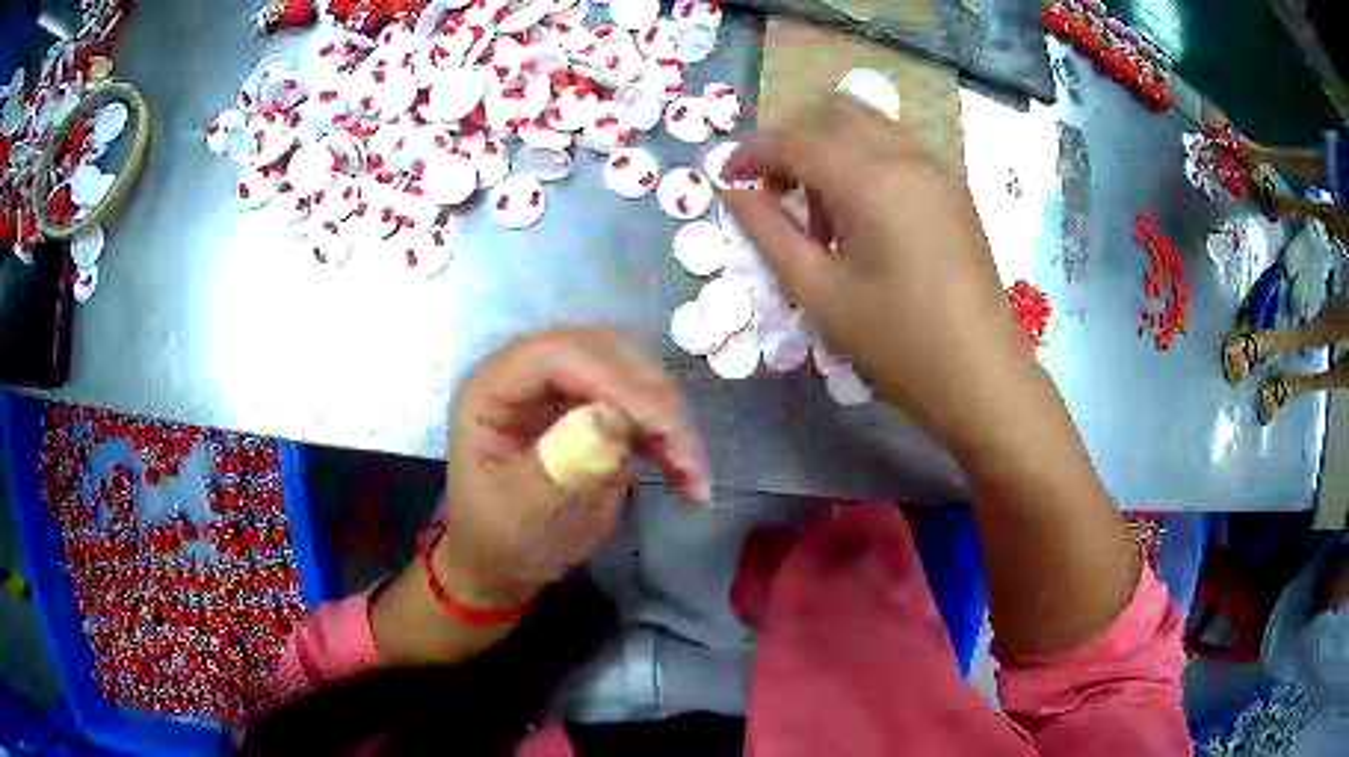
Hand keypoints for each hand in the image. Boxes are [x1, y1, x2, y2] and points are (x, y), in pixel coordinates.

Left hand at [437, 327, 708, 607]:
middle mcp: (525, 371)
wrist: (501, 560)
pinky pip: (639, 398)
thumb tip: (613, 420)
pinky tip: (685, 472)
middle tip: (686, 456)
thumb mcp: (525, 515)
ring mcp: (559, 383)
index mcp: (490, 388)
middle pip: (602, 352)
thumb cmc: (501, 540)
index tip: (660, 427)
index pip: (555, 355)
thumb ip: (563, 468)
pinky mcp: (587, 401)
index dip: (613, 380)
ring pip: (631, 370)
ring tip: (691, 473)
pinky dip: (666, 431)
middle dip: (652, 399)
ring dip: (667, 416)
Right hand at [722, 95, 1031, 452]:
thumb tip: (732, 191)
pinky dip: (863, 159)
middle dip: (792, 138)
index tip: (726, 177)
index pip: (796, 139)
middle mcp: (906, 157)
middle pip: (833, 111)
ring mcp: (937, 169)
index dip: (752, 151)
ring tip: (818, 208)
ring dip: (829, 146)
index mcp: (871, 180)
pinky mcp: (952, 189)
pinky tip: (860, 213)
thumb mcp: (819, 292)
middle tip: (773, 188)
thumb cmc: (898, 343)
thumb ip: (768, 232)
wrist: (982, 377)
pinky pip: (896, 148)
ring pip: (868, 124)